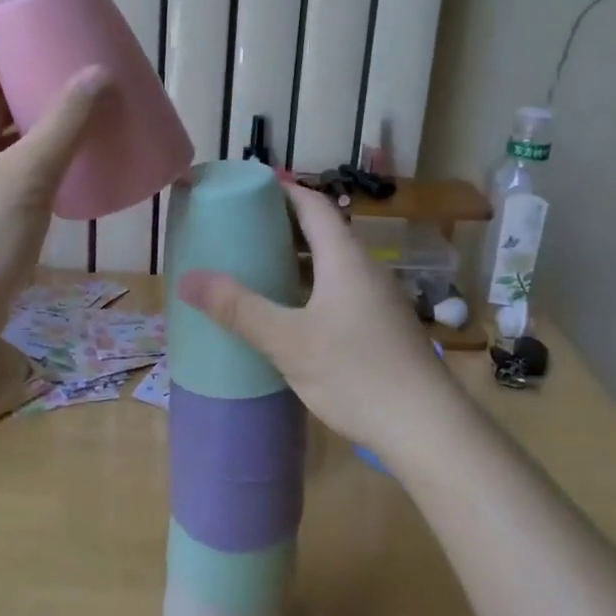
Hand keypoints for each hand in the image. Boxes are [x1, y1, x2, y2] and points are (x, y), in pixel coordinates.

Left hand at [0, 57, 107, 322]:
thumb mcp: (28, 173)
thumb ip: (64, 123)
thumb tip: (97, 74)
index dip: (1, 65)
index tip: (44, 63)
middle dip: (26, 101)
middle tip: (72, 96)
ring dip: (33, 139)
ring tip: (76, 134)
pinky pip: (6, 184)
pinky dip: (33, 175)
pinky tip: (65, 184)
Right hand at [177, 180, 468, 465]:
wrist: (428, 429)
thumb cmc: (357, 373)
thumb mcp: (289, 342)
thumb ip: (239, 309)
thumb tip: (187, 279)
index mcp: (345, 258)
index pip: (312, 205)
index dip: (282, 190)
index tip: (248, 187)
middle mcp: (365, 269)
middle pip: (322, 232)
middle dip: (282, 226)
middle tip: (240, 229)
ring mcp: (377, 299)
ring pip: (331, 265)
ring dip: (296, 260)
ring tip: (257, 267)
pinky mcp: (381, 327)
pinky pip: (339, 291)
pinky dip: (310, 288)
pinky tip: (290, 314)